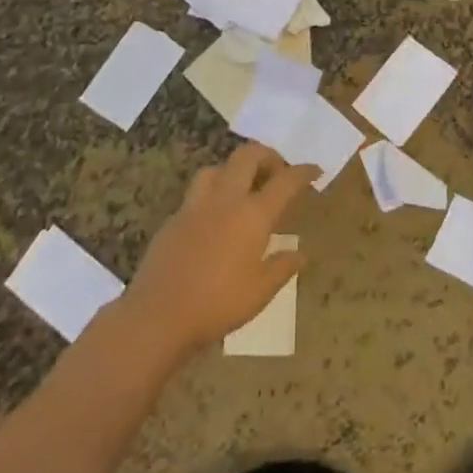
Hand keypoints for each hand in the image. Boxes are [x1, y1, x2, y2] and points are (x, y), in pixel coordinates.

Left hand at [119, 144, 318, 359]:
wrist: (157, 316)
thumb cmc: (217, 304)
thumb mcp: (260, 292)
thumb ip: (282, 267)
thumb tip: (301, 254)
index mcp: (253, 215)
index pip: (285, 181)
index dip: (303, 172)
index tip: (315, 171)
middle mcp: (225, 200)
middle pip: (248, 156)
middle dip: (268, 156)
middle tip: (277, 173)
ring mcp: (195, 206)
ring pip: (217, 168)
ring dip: (235, 170)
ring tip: (243, 190)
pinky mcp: (173, 219)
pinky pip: (197, 193)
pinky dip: (213, 194)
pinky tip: (214, 218)